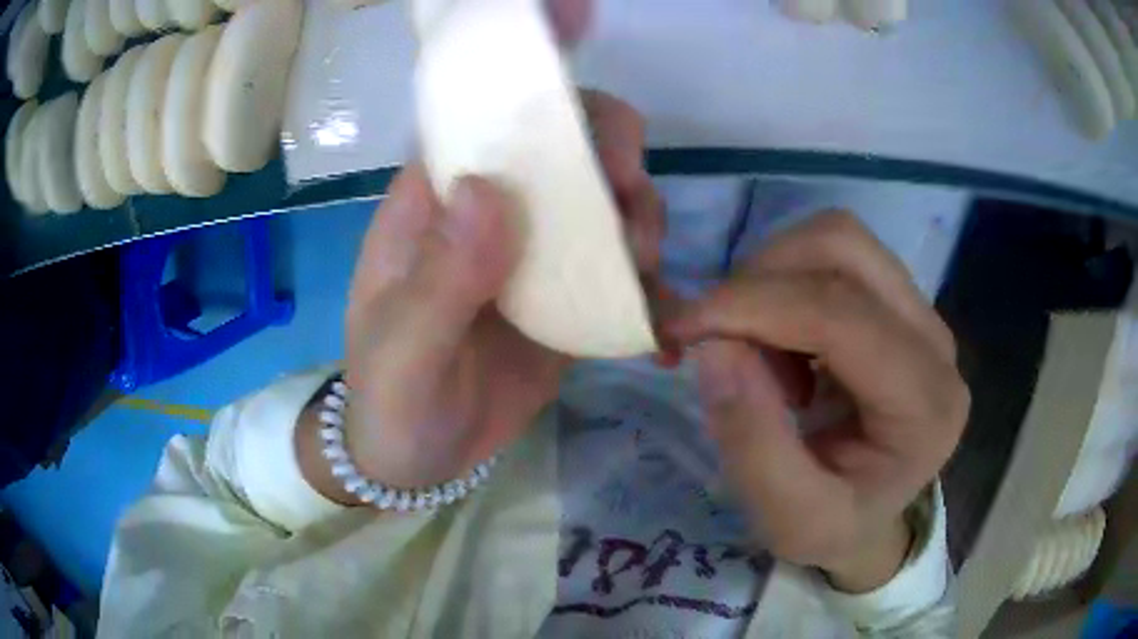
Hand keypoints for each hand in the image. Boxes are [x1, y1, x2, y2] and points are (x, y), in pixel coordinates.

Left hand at [299, 86, 662, 496]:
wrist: (417, 458)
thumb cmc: (391, 399)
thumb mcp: (402, 350)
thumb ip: (439, 277)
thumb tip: (490, 190)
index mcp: (437, 199)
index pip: (486, 114)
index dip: (536, 76)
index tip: (587, 47)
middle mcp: (492, 210)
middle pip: (565, 146)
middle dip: (611, 155)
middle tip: (627, 204)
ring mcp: (536, 253)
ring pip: (606, 201)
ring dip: (640, 216)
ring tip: (640, 267)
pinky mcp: (569, 298)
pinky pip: (621, 271)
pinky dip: (652, 287)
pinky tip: (664, 325)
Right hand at [669, 212, 968, 591]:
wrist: (871, 519)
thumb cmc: (836, 527)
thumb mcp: (788, 519)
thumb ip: (753, 443)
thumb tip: (714, 346)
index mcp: (926, 405)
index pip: (841, 315)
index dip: (753, 305)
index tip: (682, 327)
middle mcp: (935, 342)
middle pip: (843, 247)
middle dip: (761, 279)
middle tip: (720, 341)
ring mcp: (922, 312)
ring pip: (837, 237)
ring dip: (774, 278)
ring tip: (761, 352)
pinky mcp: (900, 301)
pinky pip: (835, 256)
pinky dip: (787, 283)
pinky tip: (784, 347)